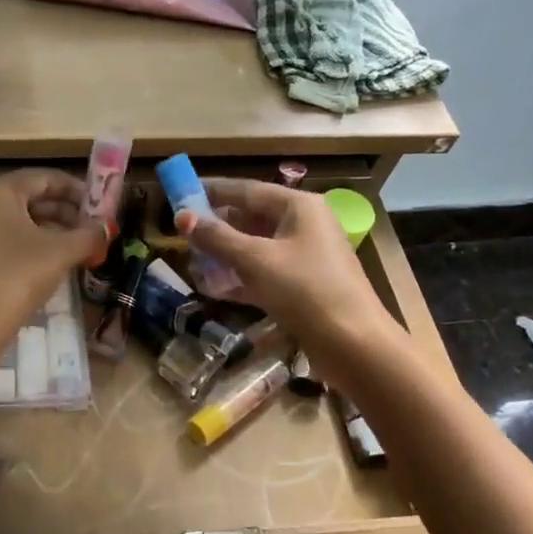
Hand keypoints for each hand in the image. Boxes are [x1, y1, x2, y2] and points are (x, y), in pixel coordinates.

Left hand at [0, 170, 105, 367]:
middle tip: (94, 229)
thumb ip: (88, 235)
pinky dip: (31, 245)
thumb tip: (107, 227)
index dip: (77, 190)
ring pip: (19, 221)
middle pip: (31, 197)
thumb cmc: (14, 279)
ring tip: (80, 247)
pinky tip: (53, 263)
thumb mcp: (59, 254)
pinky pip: (6, 239)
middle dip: (66, 212)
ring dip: (52, 230)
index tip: (102, 206)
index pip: (45, 178)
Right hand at [176, 178, 396, 355]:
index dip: (211, 192)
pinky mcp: (301, 286)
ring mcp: (304, 257)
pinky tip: (211, 288)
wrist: (352, 343)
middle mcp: (303, 225)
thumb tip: (180, 217)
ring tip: (191, 262)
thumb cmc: (305, 290)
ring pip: (254, 247)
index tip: (179, 195)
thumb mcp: (255, 260)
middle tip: (181, 234)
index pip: (247, 190)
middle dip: (215, 227)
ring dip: (223, 255)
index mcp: (298, 207)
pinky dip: (238, 278)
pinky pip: (262, 273)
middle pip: (250, 218)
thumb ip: (216, 237)